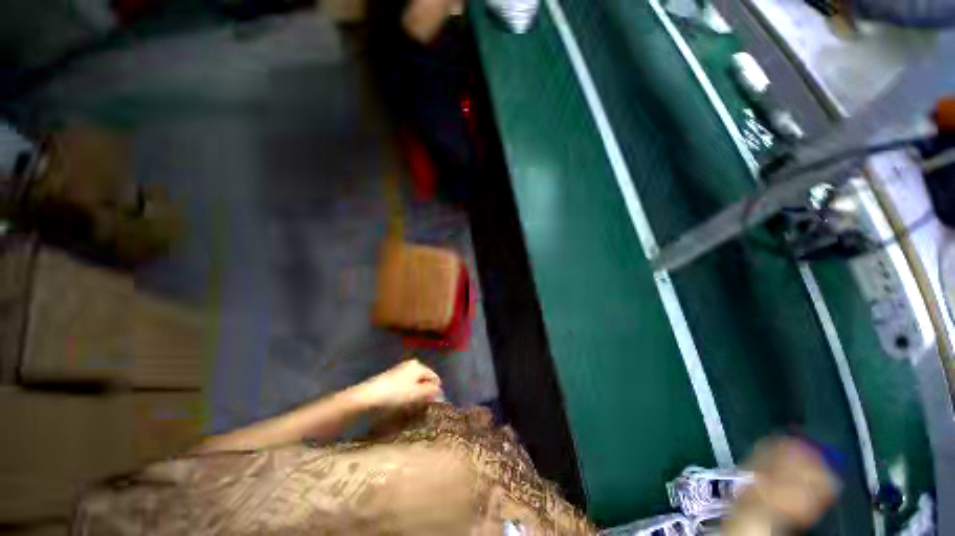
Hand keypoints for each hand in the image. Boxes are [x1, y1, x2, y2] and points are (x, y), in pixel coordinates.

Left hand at [351, 360, 442, 410]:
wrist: (368, 395)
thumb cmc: (396, 393)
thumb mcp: (417, 394)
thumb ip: (431, 392)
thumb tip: (441, 393)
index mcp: (419, 365)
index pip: (434, 377)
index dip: (436, 391)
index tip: (433, 405)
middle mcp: (411, 364)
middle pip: (424, 379)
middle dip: (425, 392)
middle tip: (423, 407)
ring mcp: (400, 370)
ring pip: (415, 383)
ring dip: (416, 394)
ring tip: (413, 407)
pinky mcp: (392, 377)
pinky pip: (406, 385)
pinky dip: (407, 393)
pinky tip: (403, 403)